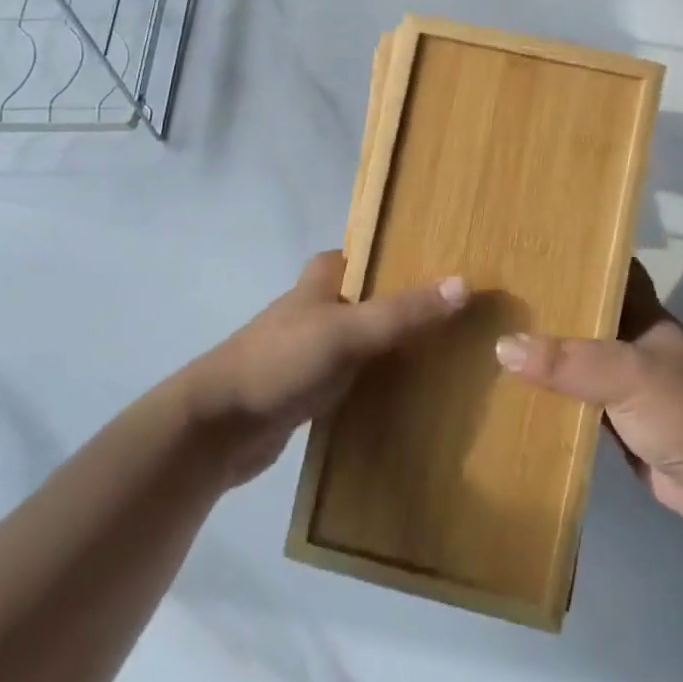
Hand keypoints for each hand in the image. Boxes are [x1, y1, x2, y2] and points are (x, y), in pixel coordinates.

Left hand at [187, 251, 468, 484]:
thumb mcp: (346, 332)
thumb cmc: (281, 361)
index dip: (400, 255)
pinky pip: (355, 375)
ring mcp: (312, 349)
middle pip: (371, 296)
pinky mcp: (310, 387)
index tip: (442, 264)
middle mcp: (318, 307)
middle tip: (458, 312)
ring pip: (364, 337)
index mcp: (322, 280)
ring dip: (395, 343)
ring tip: (449, 351)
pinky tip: (412, 392)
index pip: (367, 254)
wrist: (218, 426)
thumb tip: (464, 284)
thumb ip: (402, 311)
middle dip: (406, 303)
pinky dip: (379, 379)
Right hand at [493, 261, 682, 532]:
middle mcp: (626, 337)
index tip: (525, 240)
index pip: (603, 266)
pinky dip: (544, 394)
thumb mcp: (628, 374)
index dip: (571, 252)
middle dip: (541, 302)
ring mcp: (618, 380)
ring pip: (570, 356)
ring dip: (538, 350)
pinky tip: (505, 389)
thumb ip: (568, 361)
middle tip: (486, 288)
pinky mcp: (611, 419)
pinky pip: (570, 398)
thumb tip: (502, 346)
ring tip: (482, 331)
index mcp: (638, 310)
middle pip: (579, 311)